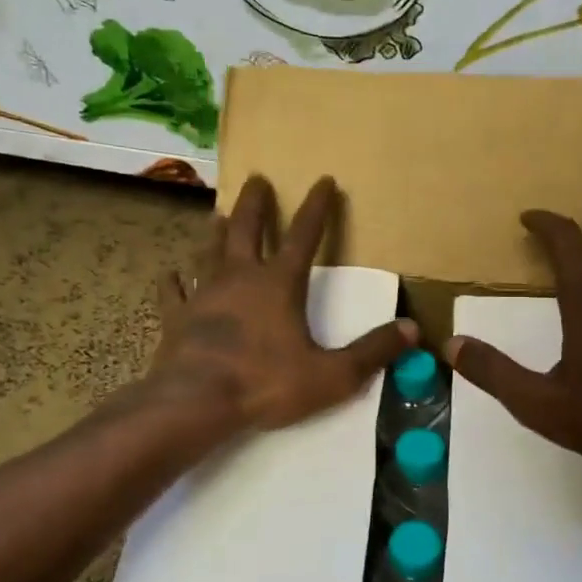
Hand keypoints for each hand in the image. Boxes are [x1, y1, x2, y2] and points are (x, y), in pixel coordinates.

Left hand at [151, 175, 417, 431]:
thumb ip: (372, 352)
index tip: (324, 180)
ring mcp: (203, 294)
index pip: (305, 236)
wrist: (196, 402)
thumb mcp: (332, 374)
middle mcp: (240, 278)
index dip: (317, 207)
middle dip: (257, 204)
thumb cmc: (265, 383)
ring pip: (210, 252)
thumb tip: (412, 330)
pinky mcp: (177, 317)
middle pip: (247, 229)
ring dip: (217, 232)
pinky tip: (169, 273)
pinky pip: (174, 292)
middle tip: (258, 179)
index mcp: (279, 284)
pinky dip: (173, 281)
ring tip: (219, 215)